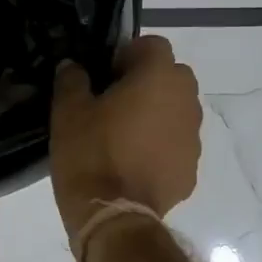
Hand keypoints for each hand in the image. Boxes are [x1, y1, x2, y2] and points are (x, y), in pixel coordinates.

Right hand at [50, 36, 202, 239]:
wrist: (114, 216)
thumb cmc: (90, 153)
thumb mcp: (68, 111)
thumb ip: (72, 79)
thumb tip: (74, 66)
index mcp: (159, 77)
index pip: (153, 44)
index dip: (127, 54)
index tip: (105, 75)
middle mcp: (186, 100)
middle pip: (171, 76)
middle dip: (146, 82)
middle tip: (113, 102)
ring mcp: (194, 137)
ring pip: (177, 111)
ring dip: (156, 114)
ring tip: (123, 136)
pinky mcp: (192, 169)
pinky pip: (176, 144)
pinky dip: (160, 146)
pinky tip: (133, 164)